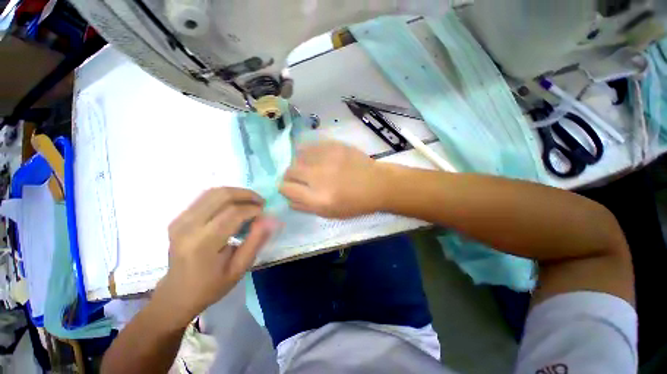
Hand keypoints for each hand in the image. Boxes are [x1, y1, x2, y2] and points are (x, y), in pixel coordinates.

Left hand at [152, 188, 277, 328]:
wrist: (177, 294)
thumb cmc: (211, 285)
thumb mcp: (239, 268)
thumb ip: (255, 241)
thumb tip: (269, 219)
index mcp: (202, 243)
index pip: (233, 213)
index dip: (253, 209)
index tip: (265, 213)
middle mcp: (187, 226)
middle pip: (222, 195)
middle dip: (247, 195)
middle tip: (261, 202)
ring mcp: (180, 220)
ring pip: (213, 192)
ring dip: (237, 193)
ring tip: (250, 202)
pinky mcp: (179, 217)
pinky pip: (205, 197)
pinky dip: (224, 197)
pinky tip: (235, 205)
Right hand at [280, 141, 386, 217]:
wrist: (377, 184)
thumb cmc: (355, 203)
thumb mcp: (329, 214)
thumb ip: (305, 206)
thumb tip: (287, 197)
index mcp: (318, 198)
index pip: (285, 188)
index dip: (285, 189)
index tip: (290, 188)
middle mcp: (319, 177)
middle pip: (289, 171)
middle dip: (291, 177)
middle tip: (301, 179)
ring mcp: (327, 158)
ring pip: (298, 157)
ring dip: (300, 164)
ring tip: (310, 168)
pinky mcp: (333, 145)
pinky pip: (310, 146)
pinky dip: (309, 154)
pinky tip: (318, 159)